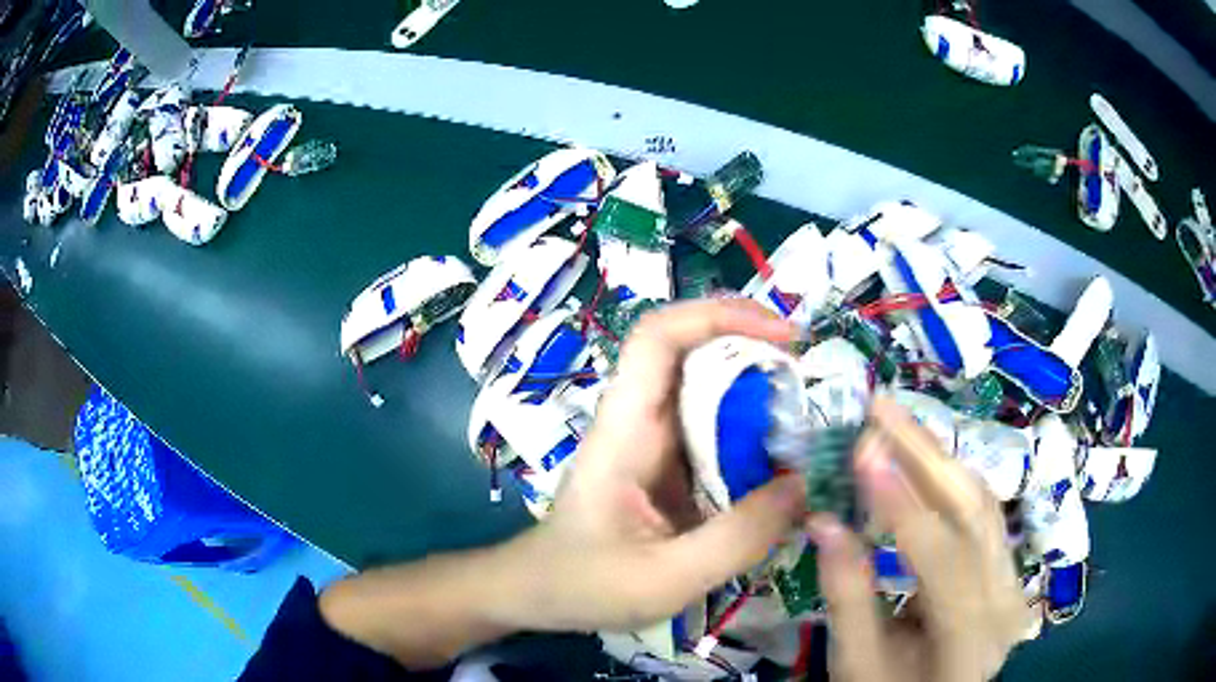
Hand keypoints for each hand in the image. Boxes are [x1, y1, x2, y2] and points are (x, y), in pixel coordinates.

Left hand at [505, 298, 807, 631]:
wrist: (539, 594)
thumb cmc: (585, 584)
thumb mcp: (666, 577)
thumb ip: (738, 538)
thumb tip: (804, 486)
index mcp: (625, 430)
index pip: (658, 337)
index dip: (718, 315)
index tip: (782, 335)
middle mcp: (640, 421)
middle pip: (692, 351)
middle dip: (754, 348)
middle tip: (809, 378)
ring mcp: (654, 441)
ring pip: (710, 389)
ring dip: (759, 392)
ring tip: (808, 420)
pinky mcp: (668, 465)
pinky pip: (716, 430)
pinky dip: (754, 433)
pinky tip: (785, 462)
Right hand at [810, 397, 1030, 681]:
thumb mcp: (858, 662)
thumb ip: (847, 594)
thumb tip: (823, 519)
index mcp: (972, 636)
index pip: (943, 558)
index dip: (903, 504)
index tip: (864, 451)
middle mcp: (1006, 597)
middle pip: (974, 511)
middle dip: (925, 452)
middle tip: (879, 407)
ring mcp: (1013, 577)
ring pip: (982, 500)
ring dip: (937, 457)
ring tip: (893, 423)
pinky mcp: (1007, 566)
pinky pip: (981, 511)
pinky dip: (948, 481)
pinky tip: (918, 460)